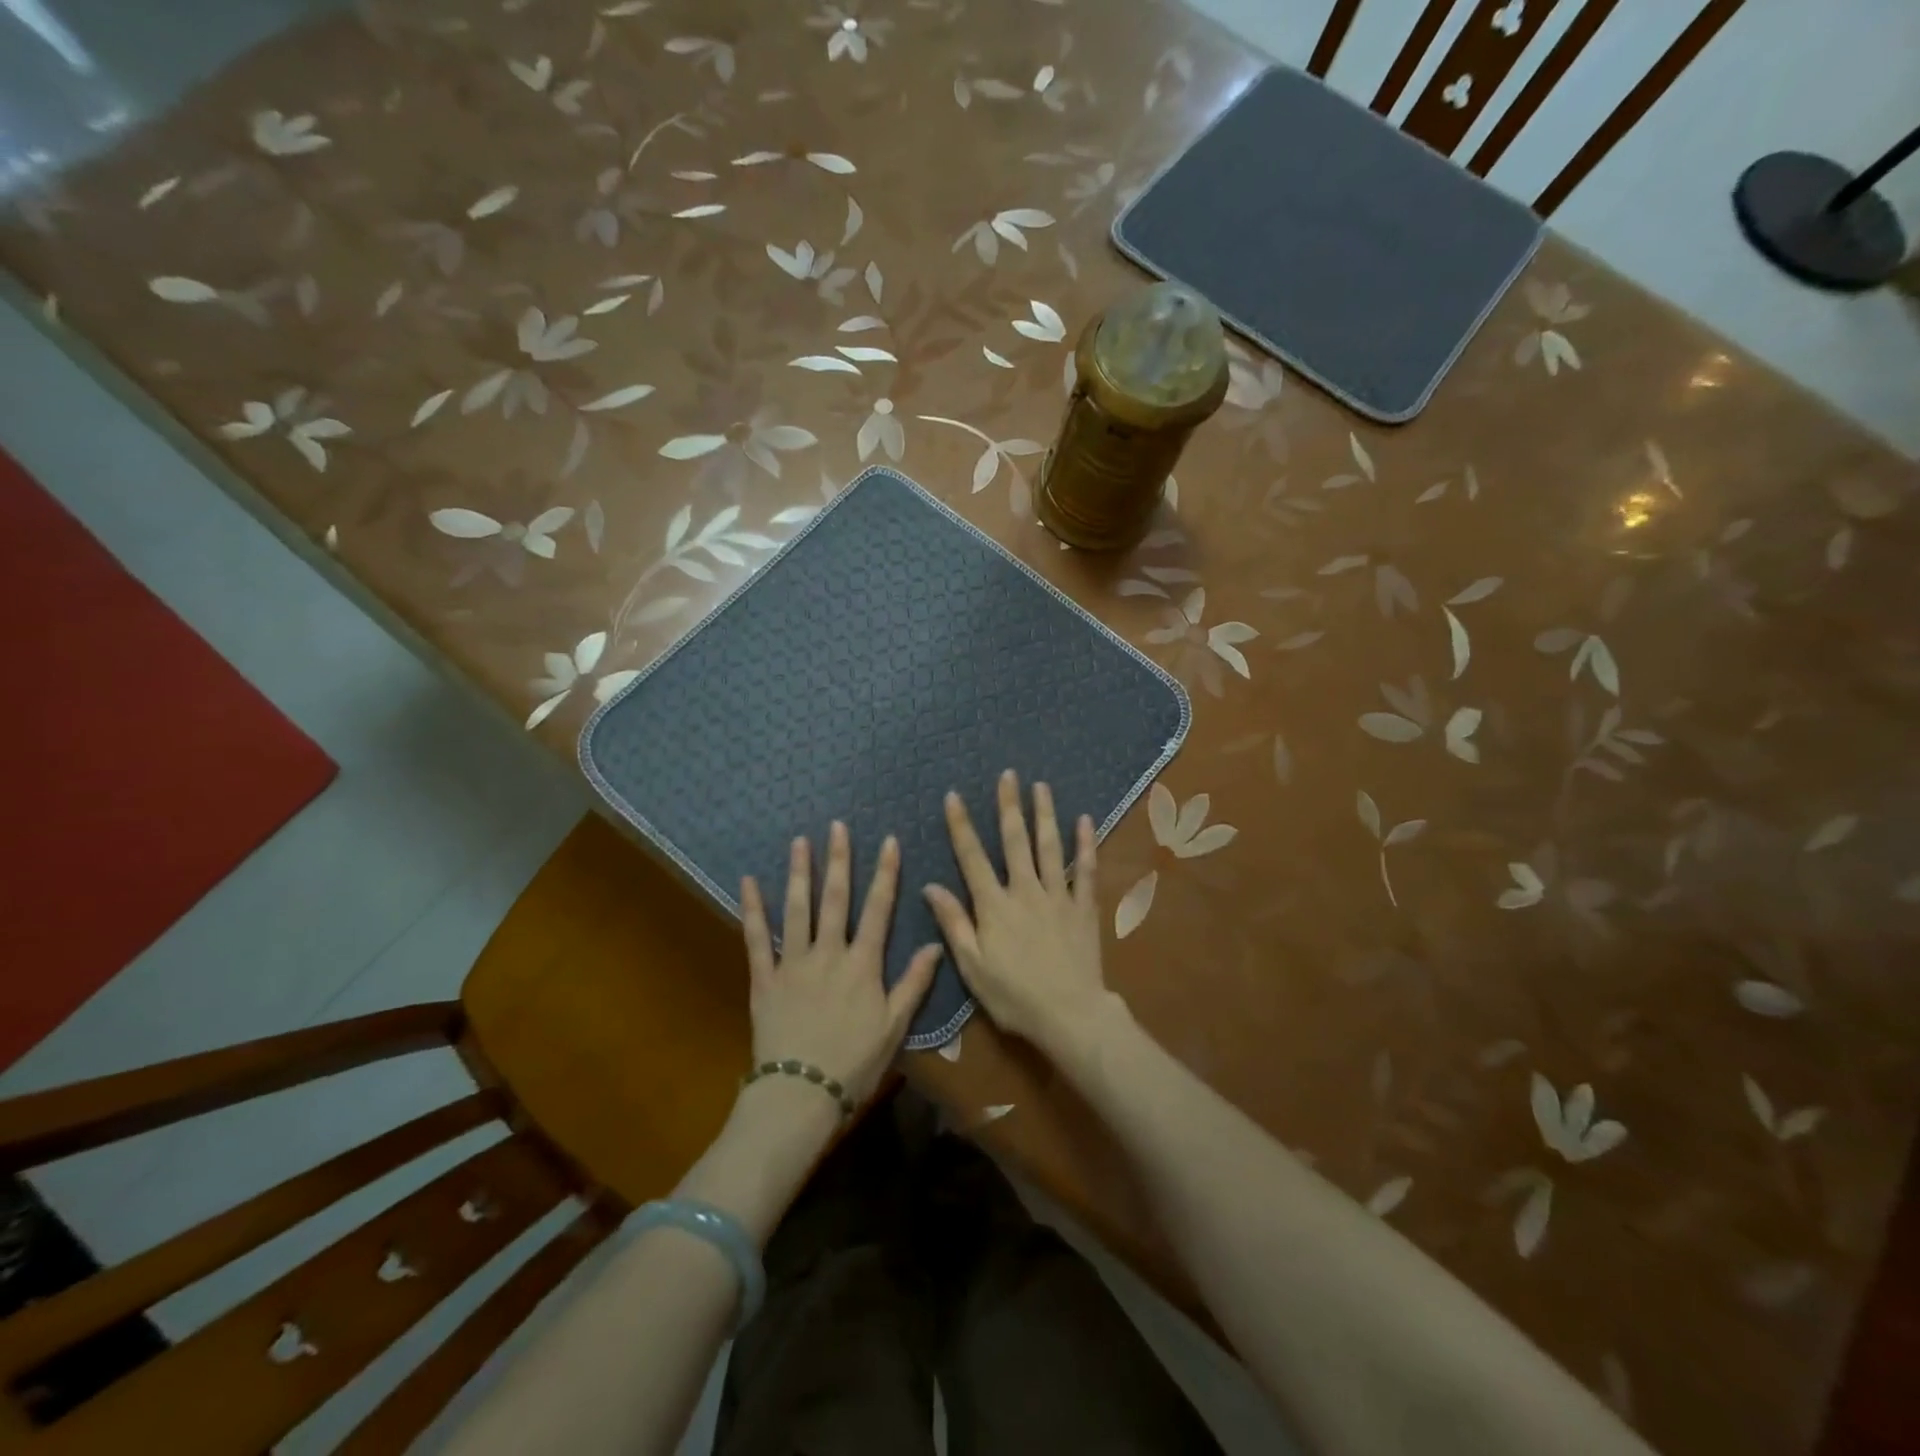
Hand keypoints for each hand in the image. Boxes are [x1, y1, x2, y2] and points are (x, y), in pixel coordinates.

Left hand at [740, 822, 941, 1108]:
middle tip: (837, 826)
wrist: (801, 1093)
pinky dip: (752, 909)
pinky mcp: (764, 979)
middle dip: (838, 860)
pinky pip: (756, 939)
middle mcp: (829, 954)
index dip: (885, 874)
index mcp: (863, 964)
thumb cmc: (855, 1063)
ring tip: (800, 842)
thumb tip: (936, 944)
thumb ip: (914, 982)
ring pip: (797, 910)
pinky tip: (748, 882)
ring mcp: (793, 963)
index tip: (889, 842)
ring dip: (799, 873)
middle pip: (835, 899)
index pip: (879, 909)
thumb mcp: (894, 1026)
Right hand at [923, 770, 1115, 1059]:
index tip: (954, 796)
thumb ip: (954, 923)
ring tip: (1041, 785)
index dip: (961, 825)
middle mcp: (1025, 891)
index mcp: (994, 906)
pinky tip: (1084, 820)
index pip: (972, 857)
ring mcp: (1057, 896)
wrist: (1069, 1014)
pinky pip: (1085, 869)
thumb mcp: (972, 966)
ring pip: (1049, 846)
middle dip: (1009, 805)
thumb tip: (930, 886)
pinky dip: (1085, 844)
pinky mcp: (1083, 907)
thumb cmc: (1014, 996)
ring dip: (1044, 814)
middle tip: (1008, 775)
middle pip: (1015, 840)